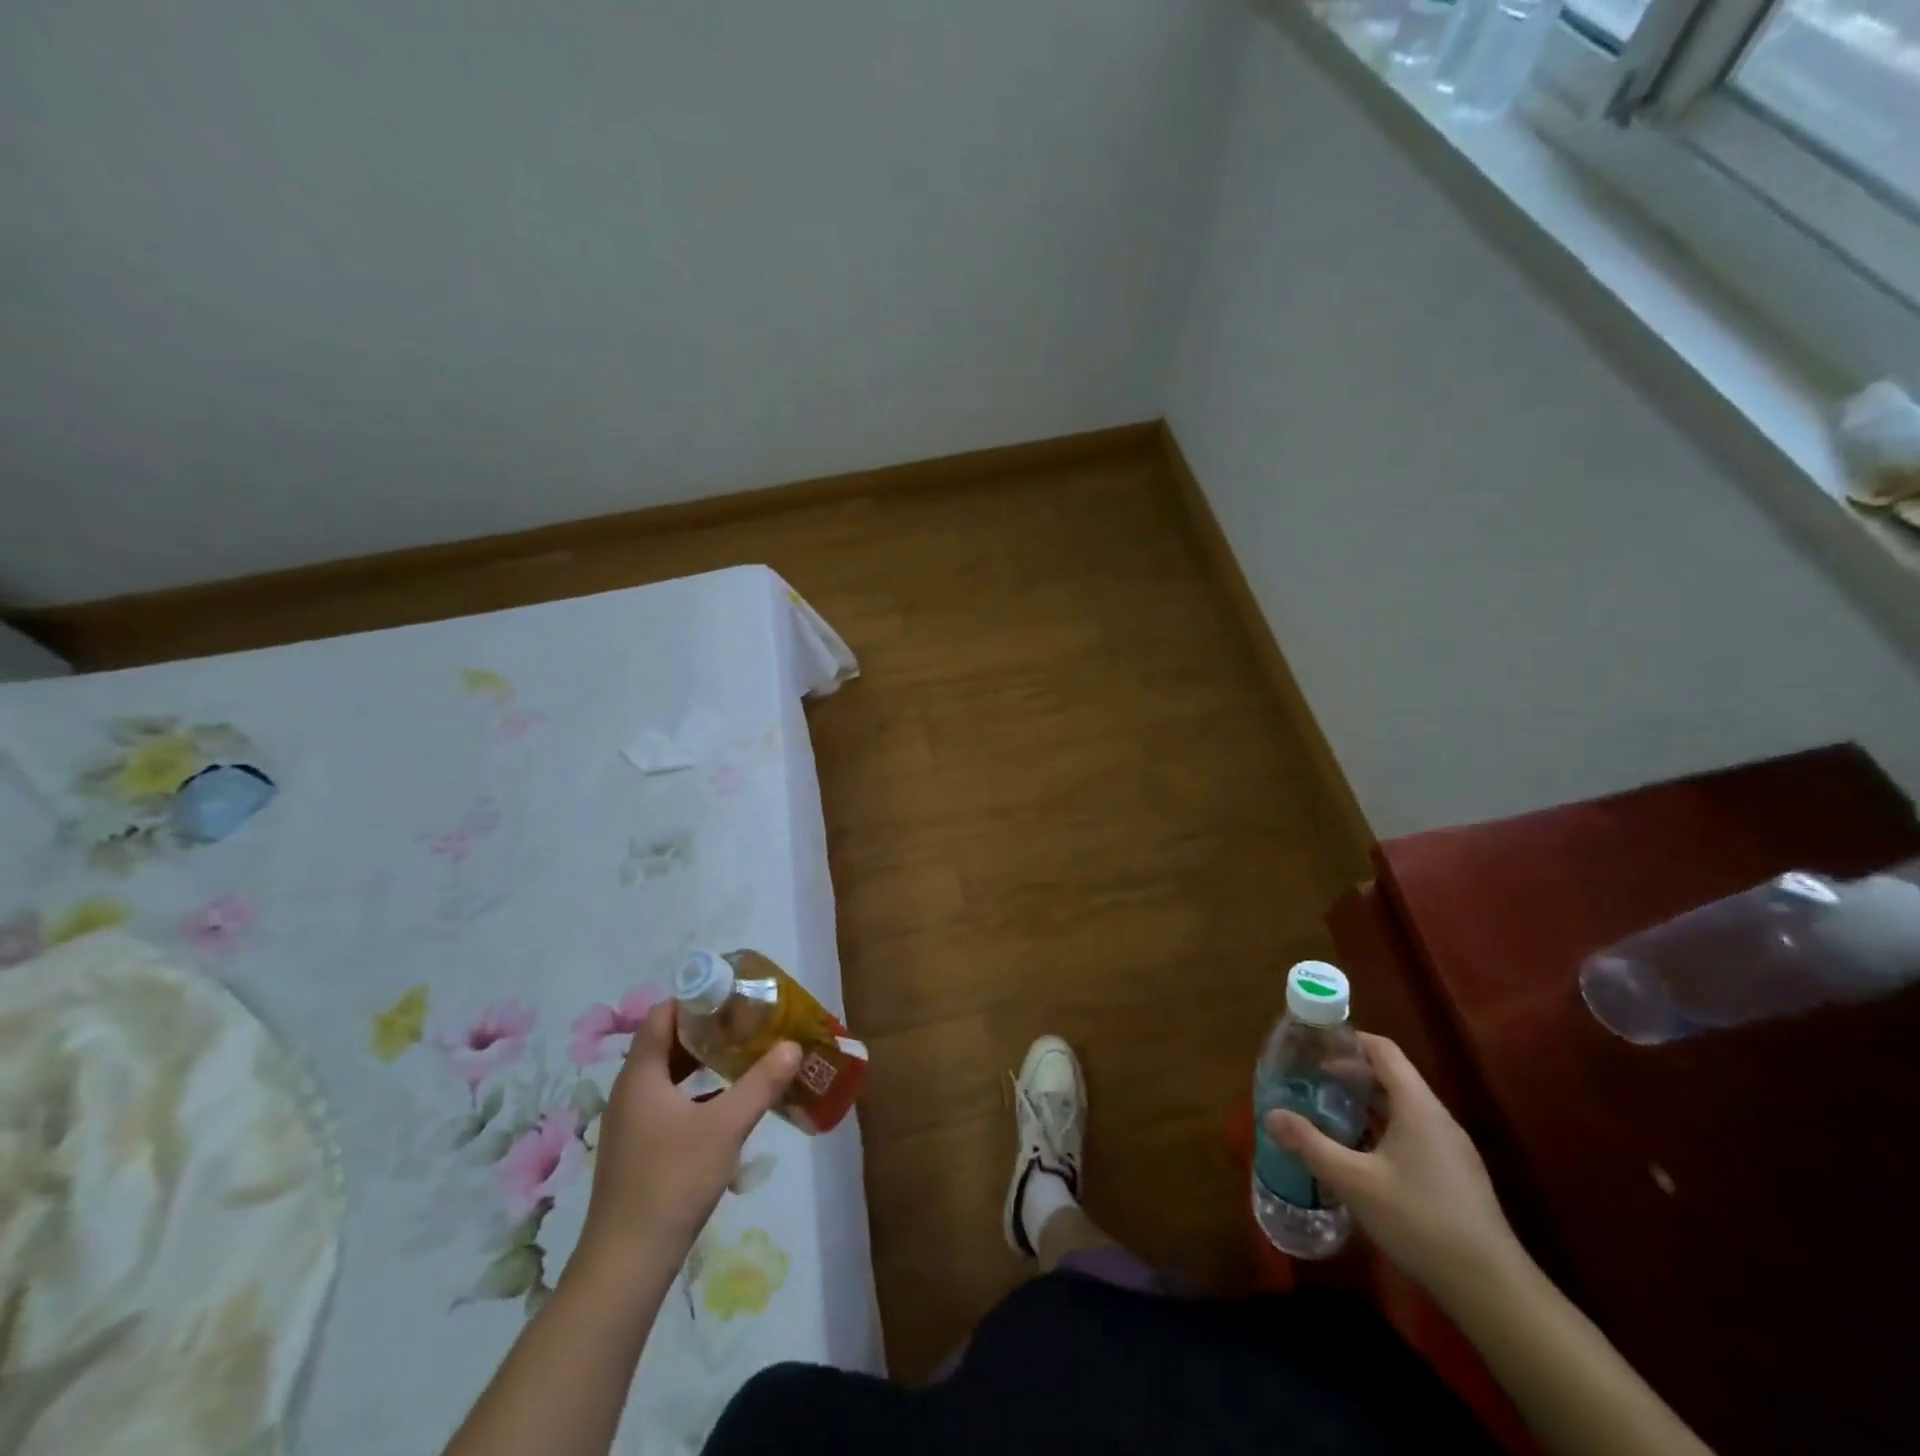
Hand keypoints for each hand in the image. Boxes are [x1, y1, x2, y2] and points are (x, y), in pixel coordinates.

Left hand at [578, 1001, 800, 1268]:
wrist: (627, 1263)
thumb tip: (792, 1046)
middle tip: (748, 1023)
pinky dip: (697, 1093)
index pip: (664, 1015)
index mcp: (641, 1075)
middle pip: (667, 1043)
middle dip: (707, 1030)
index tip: (734, 996)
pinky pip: (669, 1103)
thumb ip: (761, 1083)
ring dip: (703, 1063)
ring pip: (669, 1076)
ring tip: (744, 1056)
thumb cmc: (673, 1180)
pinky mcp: (640, 1150)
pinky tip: (728, 1104)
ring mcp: (633, 1124)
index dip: (696, 999)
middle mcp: (631, 1092)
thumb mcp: (726, 1126)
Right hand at [1265, 1032, 1520, 1297]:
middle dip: (1351, 1074)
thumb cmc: (1419, 1220)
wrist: (1492, 1290)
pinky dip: (1385, 1129)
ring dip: (1367, 1104)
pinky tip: (1363, 1157)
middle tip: (1312, 1083)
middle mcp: (1438, 1118)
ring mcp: (1452, 1149)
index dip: (1349, 1041)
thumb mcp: (1354, 1181)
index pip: (1383, 1050)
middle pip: (1393, 1077)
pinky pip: (1415, 1133)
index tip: (1315, 1048)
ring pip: (1404, 1108)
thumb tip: (1271, 1115)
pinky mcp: (1457, 1176)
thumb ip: (1310, 1144)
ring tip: (1331, 1116)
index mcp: (1417, 1106)